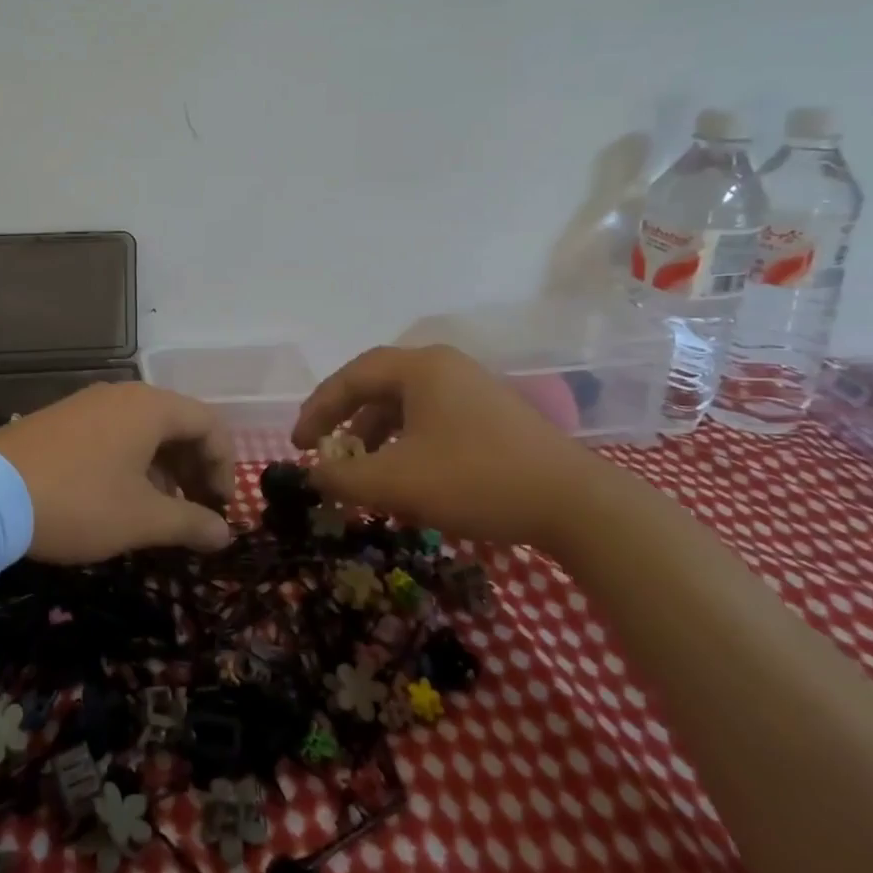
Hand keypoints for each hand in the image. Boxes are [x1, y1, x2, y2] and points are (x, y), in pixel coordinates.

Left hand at [0, 382, 235, 561]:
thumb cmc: (79, 502)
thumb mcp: (141, 519)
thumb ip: (191, 523)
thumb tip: (225, 533)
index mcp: (151, 407)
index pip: (209, 425)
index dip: (224, 467)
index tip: (221, 508)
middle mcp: (123, 395)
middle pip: (178, 424)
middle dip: (195, 468)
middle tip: (197, 511)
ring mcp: (88, 404)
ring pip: (145, 430)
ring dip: (164, 468)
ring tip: (162, 510)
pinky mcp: (62, 419)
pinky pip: (114, 433)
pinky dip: (132, 462)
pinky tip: (121, 496)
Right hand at [291, 344, 606, 551]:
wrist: (574, 504)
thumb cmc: (476, 480)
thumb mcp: (397, 482)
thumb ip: (344, 477)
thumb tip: (314, 474)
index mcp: (421, 368)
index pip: (351, 377)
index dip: (317, 409)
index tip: (298, 445)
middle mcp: (445, 368)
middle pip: (378, 388)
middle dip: (345, 423)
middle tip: (323, 453)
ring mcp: (473, 390)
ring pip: (406, 407)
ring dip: (375, 438)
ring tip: (362, 473)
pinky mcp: (492, 417)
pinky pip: (431, 421)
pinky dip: (406, 445)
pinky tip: (406, 479)